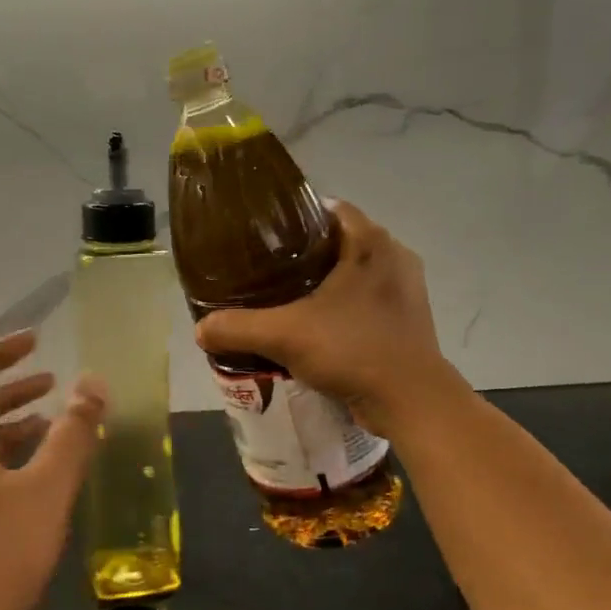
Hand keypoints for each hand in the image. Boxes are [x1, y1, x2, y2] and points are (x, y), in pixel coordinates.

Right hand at [194, 201, 465, 438]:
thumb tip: (199, 329)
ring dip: (322, 282)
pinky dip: (339, 306)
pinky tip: (313, 327)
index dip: (293, 216)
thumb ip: (237, 328)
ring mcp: (405, 289)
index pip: (328, 208)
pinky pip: (365, 300)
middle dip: (303, 252)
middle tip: (264, 269)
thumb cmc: (353, 350)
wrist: (410, 401)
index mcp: (371, 243)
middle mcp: (394, 256)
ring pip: (353, 272)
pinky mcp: (407, 319)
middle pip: (339, 240)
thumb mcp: (284, 335)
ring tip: (284, 298)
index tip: (261, 236)